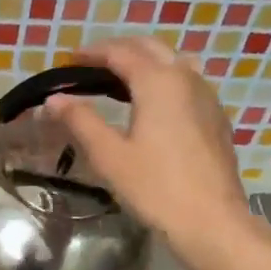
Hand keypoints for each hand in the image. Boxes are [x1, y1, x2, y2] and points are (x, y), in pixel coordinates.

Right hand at [46, 37, 250, 250]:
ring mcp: (207, 97)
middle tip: (92, 64)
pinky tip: (155, 104)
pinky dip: (166, 78)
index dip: (92, 52)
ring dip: (146, 61)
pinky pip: (189, 82)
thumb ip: (81, 121)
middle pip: (151, 48)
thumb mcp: (109, 156)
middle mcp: (186, 78)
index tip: (69, 61)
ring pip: (175, 61)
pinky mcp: (217, 118)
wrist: (211, 222)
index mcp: (158, 82)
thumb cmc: (155, 188)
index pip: (121, 52)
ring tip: (123, 79)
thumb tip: (54, 99)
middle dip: (120, 50)